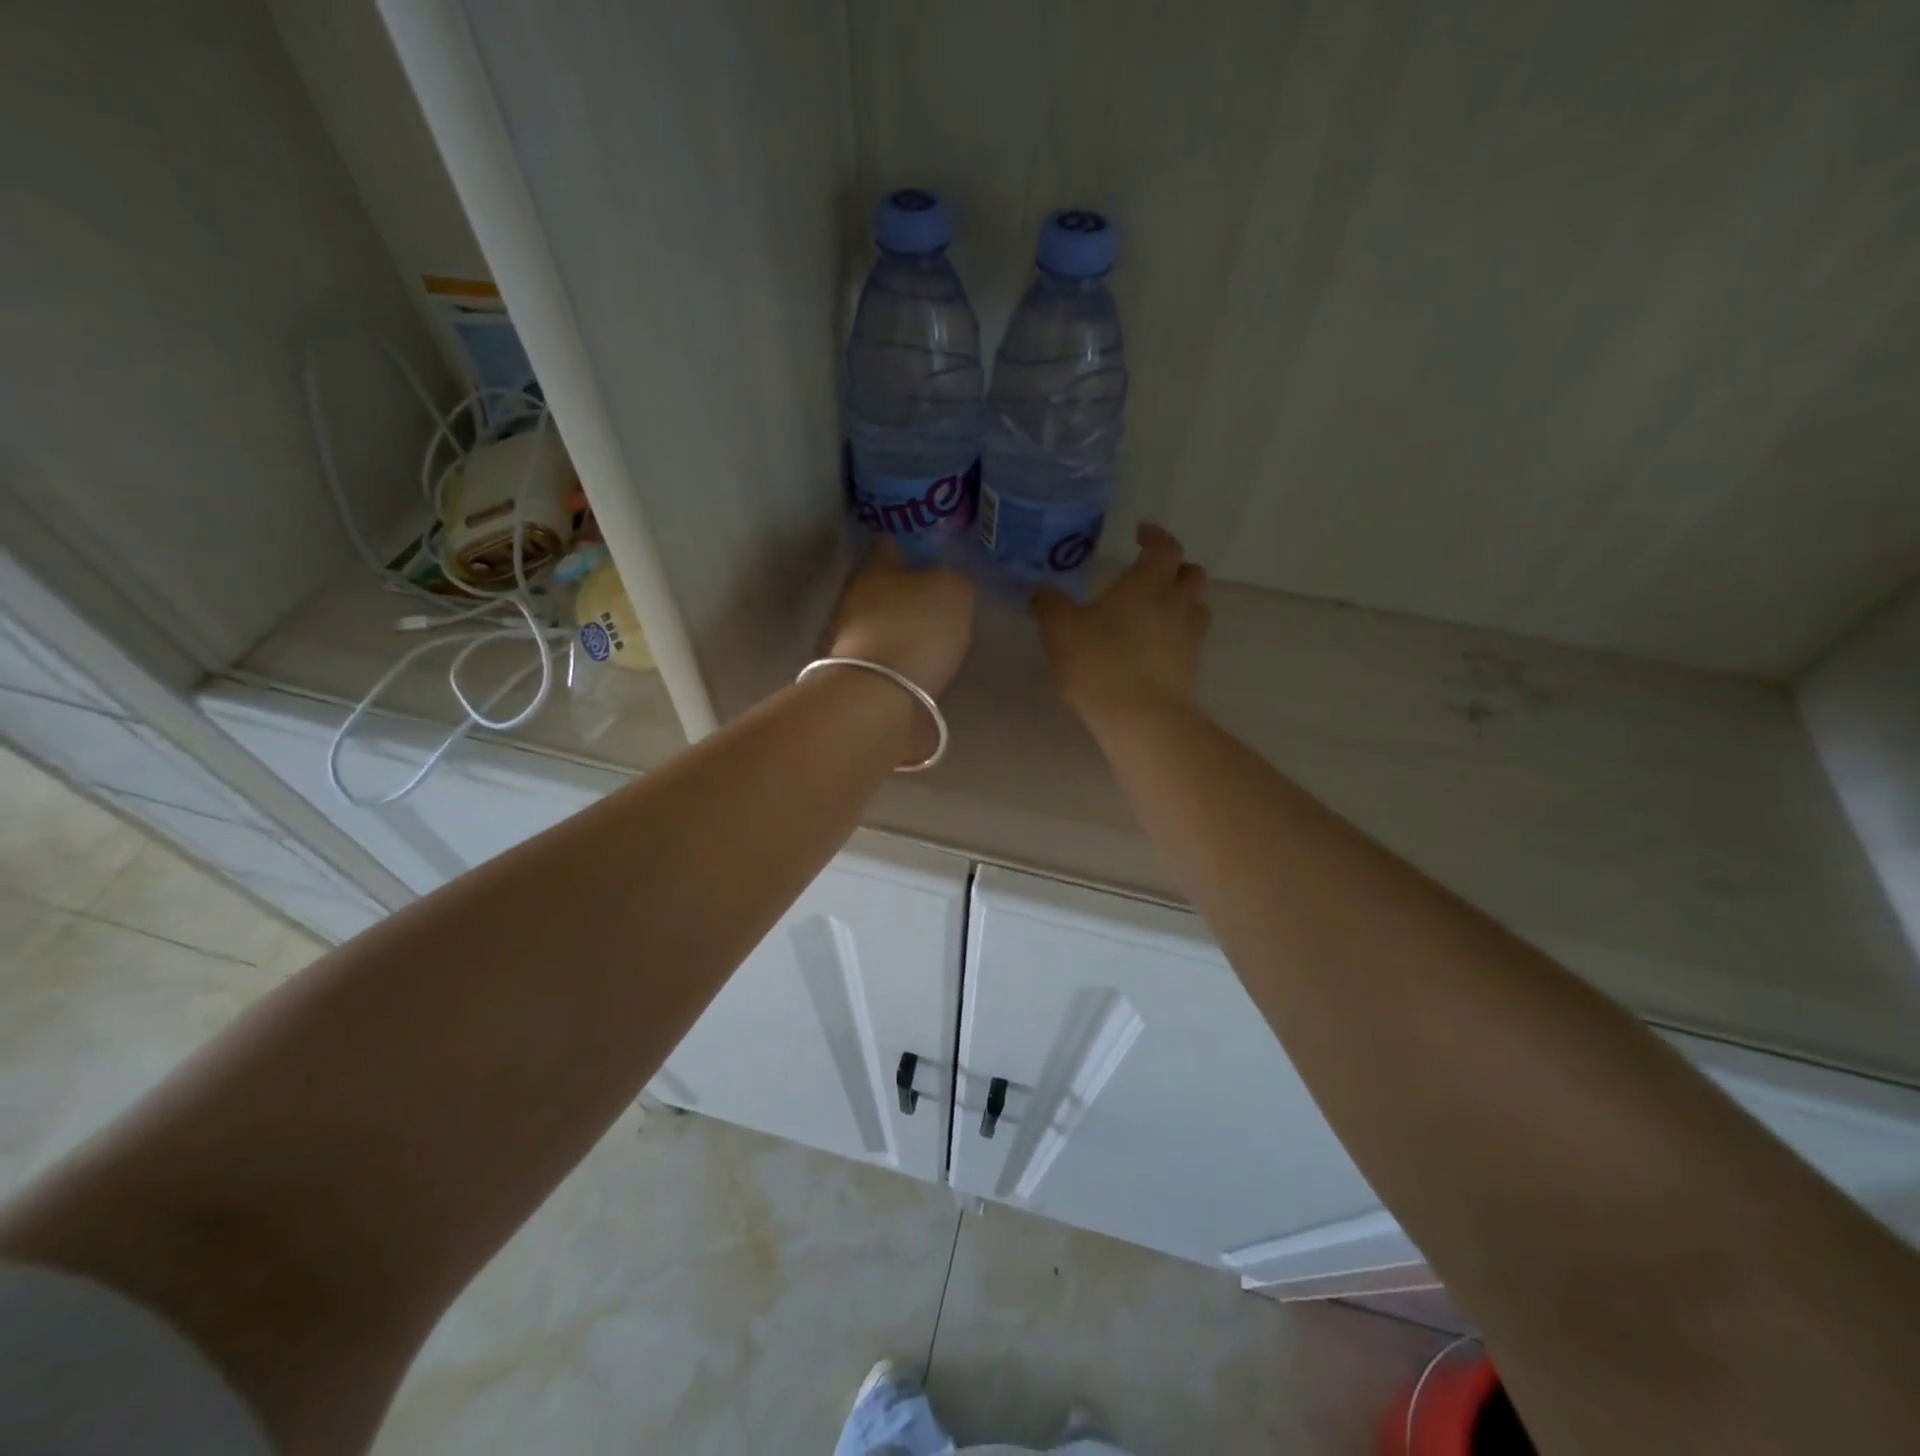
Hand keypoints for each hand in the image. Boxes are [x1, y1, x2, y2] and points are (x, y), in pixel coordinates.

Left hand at [827, 538, 976, 696]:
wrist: (880, 695)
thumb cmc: (917, 628)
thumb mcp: (954, 591)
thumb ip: (954, 579)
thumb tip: (948, 582)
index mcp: (874, 565)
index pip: (894, 543)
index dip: (917, 546)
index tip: (939, 554)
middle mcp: (854, 595)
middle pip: (885, 584)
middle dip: (909, 590)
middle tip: (939, 598)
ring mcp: (848, 636)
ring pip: (882, 620)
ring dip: (903, 625)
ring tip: (933, 636)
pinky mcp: (855, 672)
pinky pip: (884, 654)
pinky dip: (900, 656)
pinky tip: (920, 664)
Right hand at [1031, 524, 1210, 722]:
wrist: (1138, 717)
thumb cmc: (1098, 662)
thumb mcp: (1060, 629)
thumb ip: (1050, 605)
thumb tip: (1041, 592)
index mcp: (1148, 584)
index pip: (1165, 547)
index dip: (1155, 537)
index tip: (1141, 534)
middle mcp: (1176, 604)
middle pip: (1192, 574)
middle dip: (1175, 568)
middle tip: (1153, 573)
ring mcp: (1188, 638)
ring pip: (1197, 608)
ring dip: (1182, 602)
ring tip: (1158, 610)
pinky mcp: (1190, 669)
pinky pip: (1190, 641)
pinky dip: (1177, 635)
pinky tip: (1155, 647)